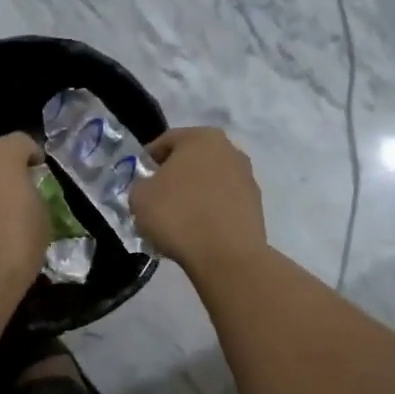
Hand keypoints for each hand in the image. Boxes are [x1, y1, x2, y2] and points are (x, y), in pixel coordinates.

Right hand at [130, 127, 267, 275]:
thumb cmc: (178, 215)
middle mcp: (230, 150)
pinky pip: (224, 202)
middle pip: (192, 160)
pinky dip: (211, 211)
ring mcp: (247, 177)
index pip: (166, 141)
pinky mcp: (256, 205)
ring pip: (210, 181)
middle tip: (157, 199)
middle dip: (174, 176)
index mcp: (202, 137)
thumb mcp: (140, 197)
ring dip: (194, 194)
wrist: (226, 255)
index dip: (148, 160)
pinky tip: (198, 231)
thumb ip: (141, 185)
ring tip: (178, 219)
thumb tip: (151, 188)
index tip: (138, 180)